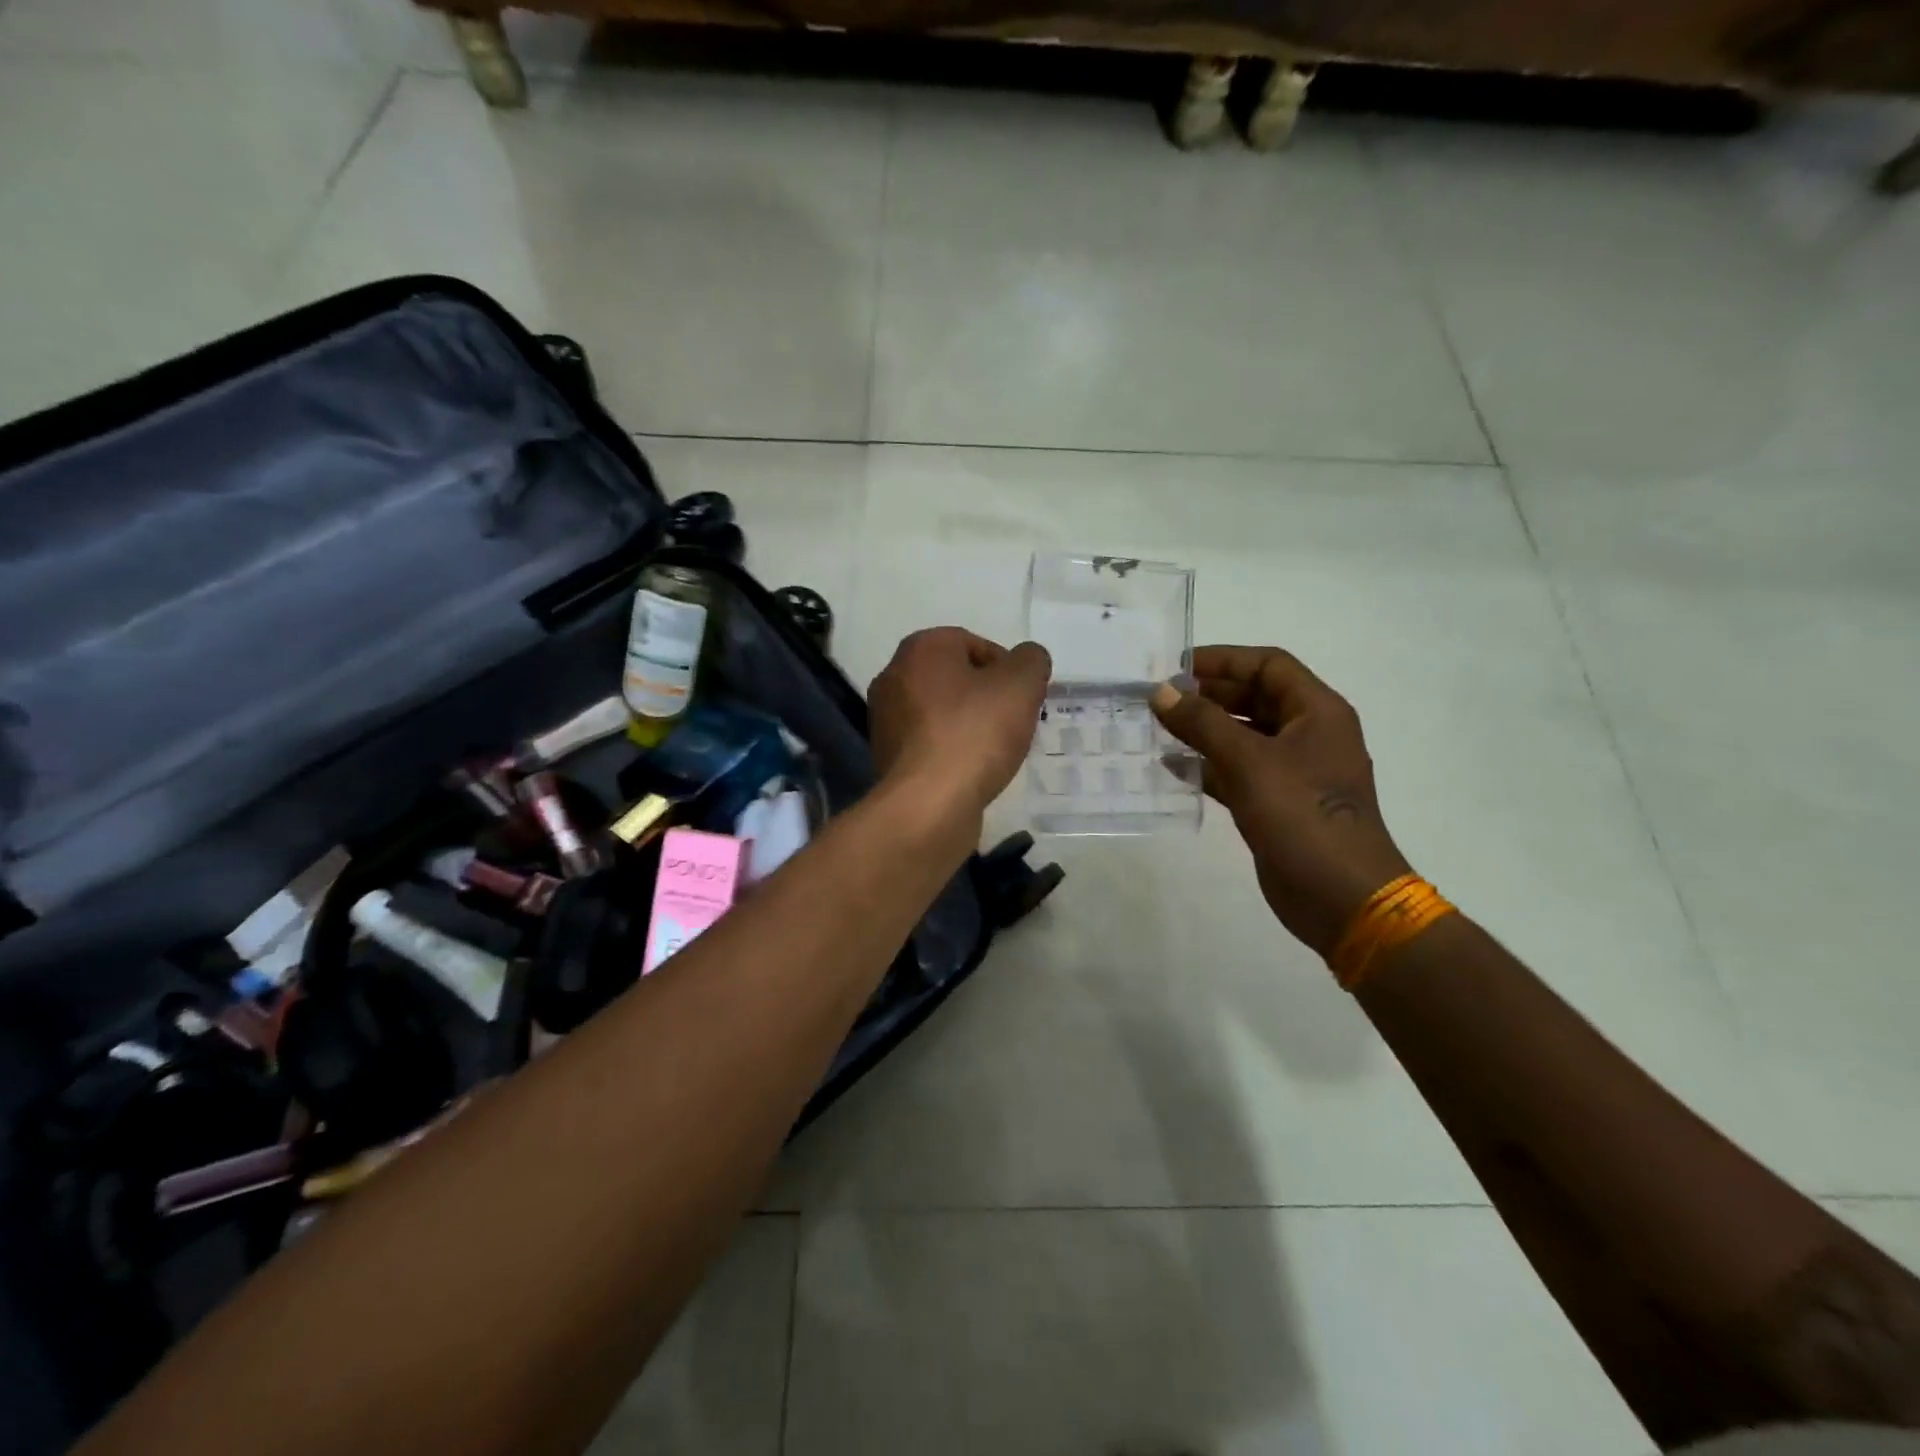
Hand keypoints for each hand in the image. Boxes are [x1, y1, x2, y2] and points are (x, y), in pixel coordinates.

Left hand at [869, 628, 1051, 825]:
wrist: (928, 804)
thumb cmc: (974, 733)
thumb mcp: (1021, 684)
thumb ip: (1031, 660)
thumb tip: (1026, 660)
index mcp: (920, 648)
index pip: (973, 643)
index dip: (1006, 667)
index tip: (1024, 696)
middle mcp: (893, 676)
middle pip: (955, 678)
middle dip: (987, 696)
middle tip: (1015, 721)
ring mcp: (885, 719)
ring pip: (942, 712)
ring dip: (970, 725)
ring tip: (996, 750)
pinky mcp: (888, 756)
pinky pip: (930, 743)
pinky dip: (952, 751)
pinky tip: (972, 771)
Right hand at [1152, 646, 1410, 956]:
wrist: (1341, 897)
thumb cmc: (1302, 816)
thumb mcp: (1249, 762)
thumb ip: (1202, 723)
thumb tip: (1161, 692)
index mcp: (1317, 712)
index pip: (1268, 666)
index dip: (1223, 660)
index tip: (1176, 667)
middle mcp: (1308, 734)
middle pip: (1255, 699)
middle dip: (1209, 696)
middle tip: (1161, 699)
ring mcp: (1293, 771)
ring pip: (1243, 736)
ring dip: (1205, 731)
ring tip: (1159, 728)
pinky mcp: (1277, 803)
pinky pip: (1238, 771)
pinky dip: (1208, 766)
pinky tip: (1173, 767)